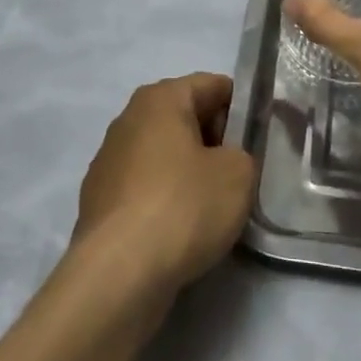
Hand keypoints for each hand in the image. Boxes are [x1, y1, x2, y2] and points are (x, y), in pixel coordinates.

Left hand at [73, 73, 255, 297]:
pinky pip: (146, 187)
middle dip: (216, 141)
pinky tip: (182, 230)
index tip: (261, 138)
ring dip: (190, 172)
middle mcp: (128, 119)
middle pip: (186, 118)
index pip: (213, 85)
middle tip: (243, 173)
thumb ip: (242, 154)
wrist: (118, 275)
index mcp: (160, 98)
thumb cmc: (183, 206)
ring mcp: (108, 161)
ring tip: (215, 206)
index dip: (243, 107)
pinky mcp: (99, 201)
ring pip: (164, 155)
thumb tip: (226, 160)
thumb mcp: (239, 174)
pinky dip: (166, 199)